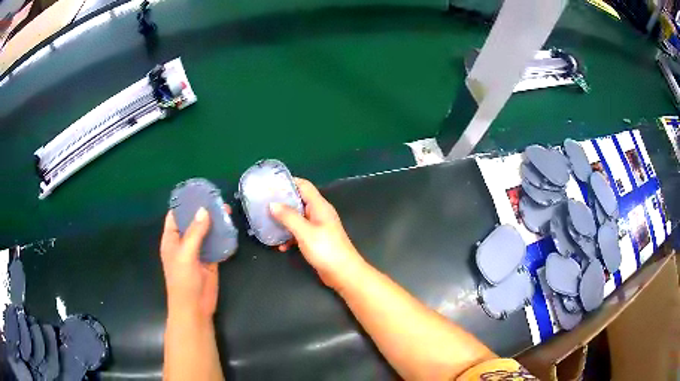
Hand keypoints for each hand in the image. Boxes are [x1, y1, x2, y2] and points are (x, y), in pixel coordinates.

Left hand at [160, 206, 229, 319]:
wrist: (195, 308)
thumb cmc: (183, 281)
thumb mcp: (186, 254)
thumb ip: (195, 232)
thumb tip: (204, 210)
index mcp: (171, 239)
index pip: (175, 216)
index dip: (184, 204)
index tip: (198, 192)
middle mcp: (183, 243)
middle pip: (193, 222)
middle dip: (203, 211)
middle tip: (218, 200)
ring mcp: (198, 253)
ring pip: (206, 233)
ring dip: (215, 223)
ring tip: (227, 210)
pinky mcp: (210, 261)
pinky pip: (216, 245)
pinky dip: (223, 238)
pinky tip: (231, 229)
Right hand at [270, 178, 364, 289]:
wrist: (343, 273)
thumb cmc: (326, 250)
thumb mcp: (305, 232)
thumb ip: (288, 217)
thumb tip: (272, 204)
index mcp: (319, 206)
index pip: (304, 185)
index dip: (288, 182)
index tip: (270, 184)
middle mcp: (319, 213)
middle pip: (299, 201)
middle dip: (282, 202)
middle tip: (264, 204)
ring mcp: (318, 227)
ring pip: (297, 218)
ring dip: (284, 221)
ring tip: (267, 224)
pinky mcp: (316, 240)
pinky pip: (300, 233)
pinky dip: (290, 237)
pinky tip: (281, 246)